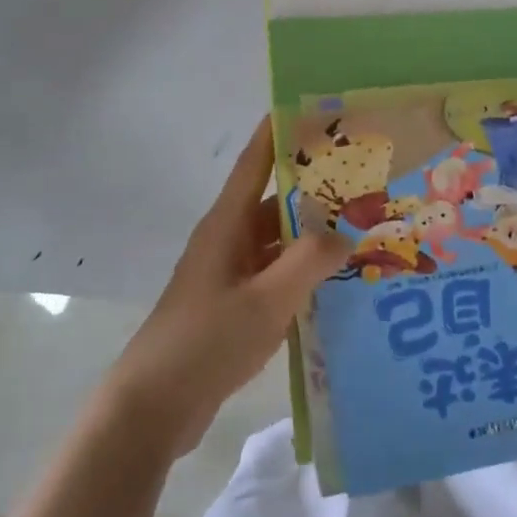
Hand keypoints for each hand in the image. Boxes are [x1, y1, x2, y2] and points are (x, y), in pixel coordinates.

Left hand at [104, 120, 348, 457]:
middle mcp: (227, 241)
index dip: (279, 131)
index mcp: (226, 225)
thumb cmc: (206, 342)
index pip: (254, 162)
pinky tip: (337, 280)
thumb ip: (308, 263)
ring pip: (277, 241)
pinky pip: (275, 274)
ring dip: (312, 234)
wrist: (153, 407)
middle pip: (273, 200)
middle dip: (313, 187)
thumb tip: (345, 234)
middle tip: (363, 177)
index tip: (314, 108)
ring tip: (361, 226)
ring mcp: (229, 275)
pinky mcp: (233, 306)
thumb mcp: (266, 301)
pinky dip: (302, 271)